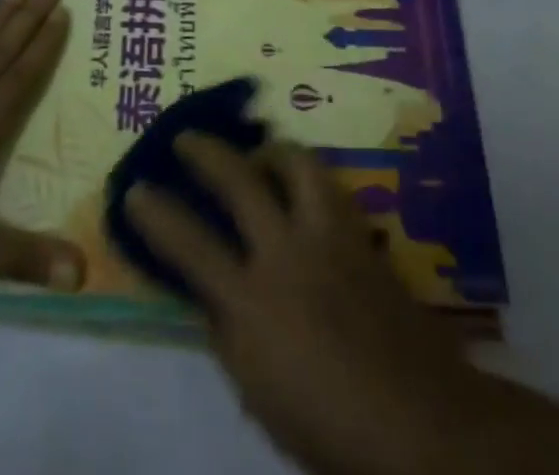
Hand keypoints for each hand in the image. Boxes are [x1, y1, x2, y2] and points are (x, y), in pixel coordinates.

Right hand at [125, 135, 504, 474]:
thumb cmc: (328, 422)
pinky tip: (304, 189)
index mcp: (253, 301)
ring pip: (297, 162)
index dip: (157, 213)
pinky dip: (308, 179)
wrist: (422, 422)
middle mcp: (287, 252)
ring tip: (259, 155)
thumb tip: (212, 292)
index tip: (136, 189)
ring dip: (270, 152)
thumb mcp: (259, 395)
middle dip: (206, 151)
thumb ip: (230, 334)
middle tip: (188, 136)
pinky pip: (329, 187)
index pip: (191, 244)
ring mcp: (329, 236)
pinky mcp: (362, 235)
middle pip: (240, 179)